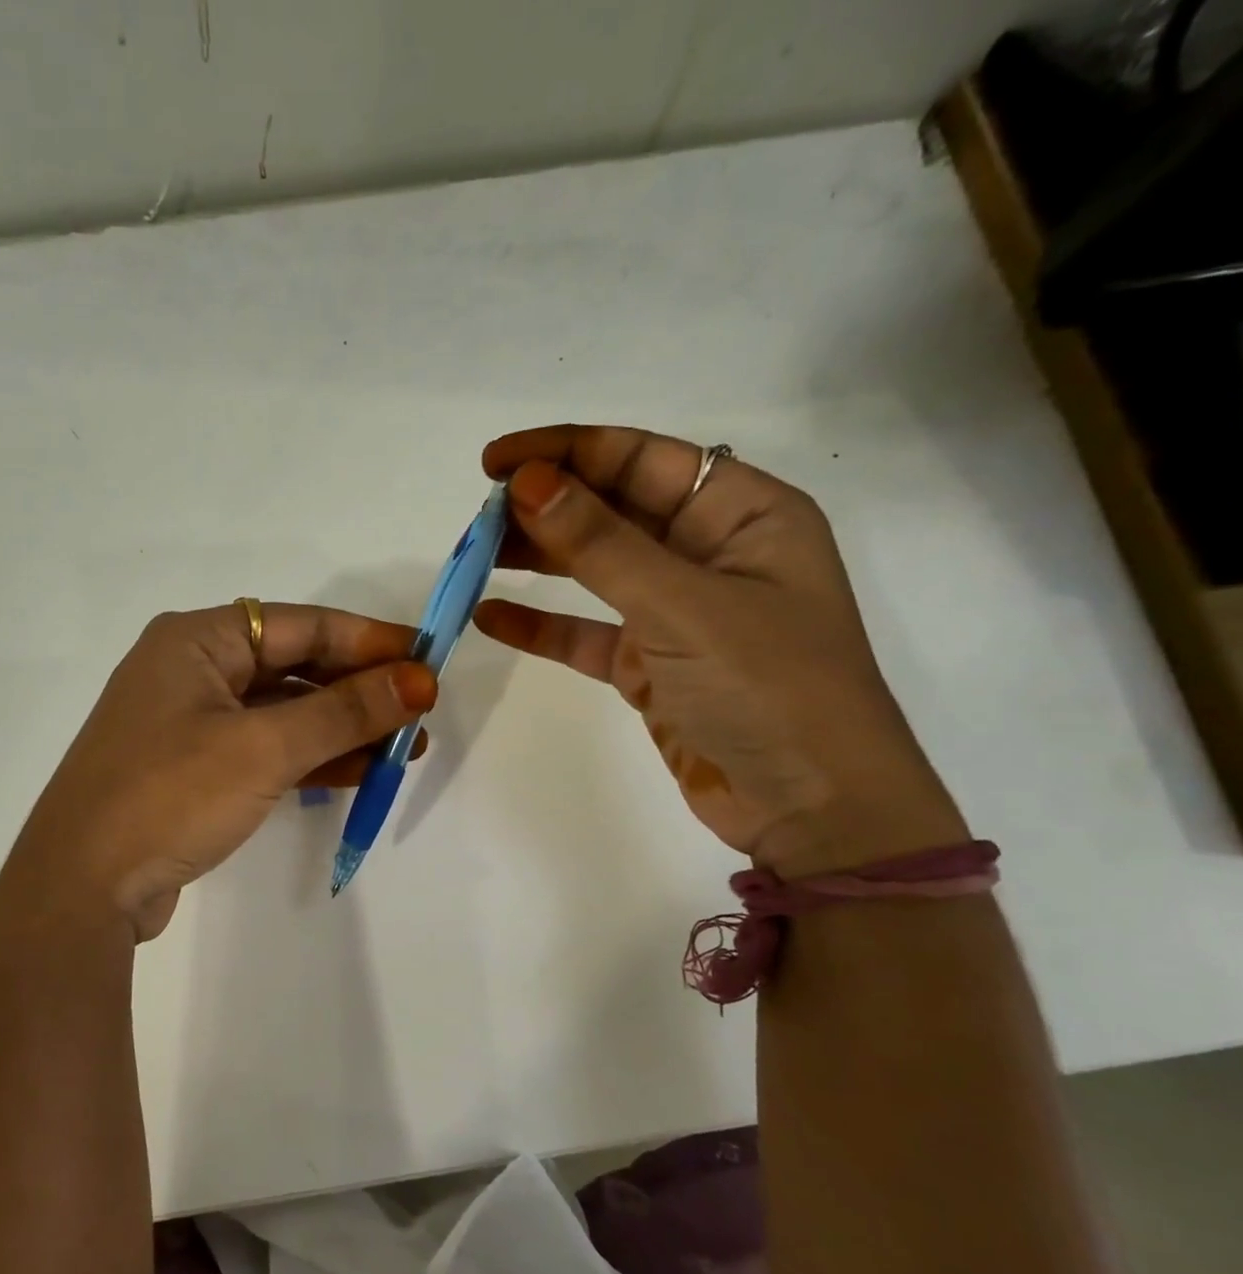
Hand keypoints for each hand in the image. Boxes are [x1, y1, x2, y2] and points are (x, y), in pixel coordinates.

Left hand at [2, 604, 435, 941]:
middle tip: (421, 712)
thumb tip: (419, 681)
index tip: (428, 660)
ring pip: (282, 712)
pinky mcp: (192, 769)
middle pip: (292, 666)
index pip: (300, 625)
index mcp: (196, 639)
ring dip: (342, 728)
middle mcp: (189, 670)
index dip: (369, 641)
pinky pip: (264, 749)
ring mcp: (188, 722)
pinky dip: (310, 758)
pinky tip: (362, 771)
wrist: (81, 887)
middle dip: (359, 690)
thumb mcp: (264, 748)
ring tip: (407, 748)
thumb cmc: (170, 795)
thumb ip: (345, 712)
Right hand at [474, 425, 964, 874]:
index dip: (566, 452)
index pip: (642, 459)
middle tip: (476, 517)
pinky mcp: (651, 666)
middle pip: (613, 510)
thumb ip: (601, 544)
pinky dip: (542, 625)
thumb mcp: (683, 606)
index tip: (494, 464)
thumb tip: (527, 483)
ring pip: (594, 570)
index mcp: (744, 514)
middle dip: (546, 507)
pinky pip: (586, 633)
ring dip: (537, 560)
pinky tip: (491, 617)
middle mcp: (710, 553)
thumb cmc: (769, 689)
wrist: (811, 809)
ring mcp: (678, 613)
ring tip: (474, 557)